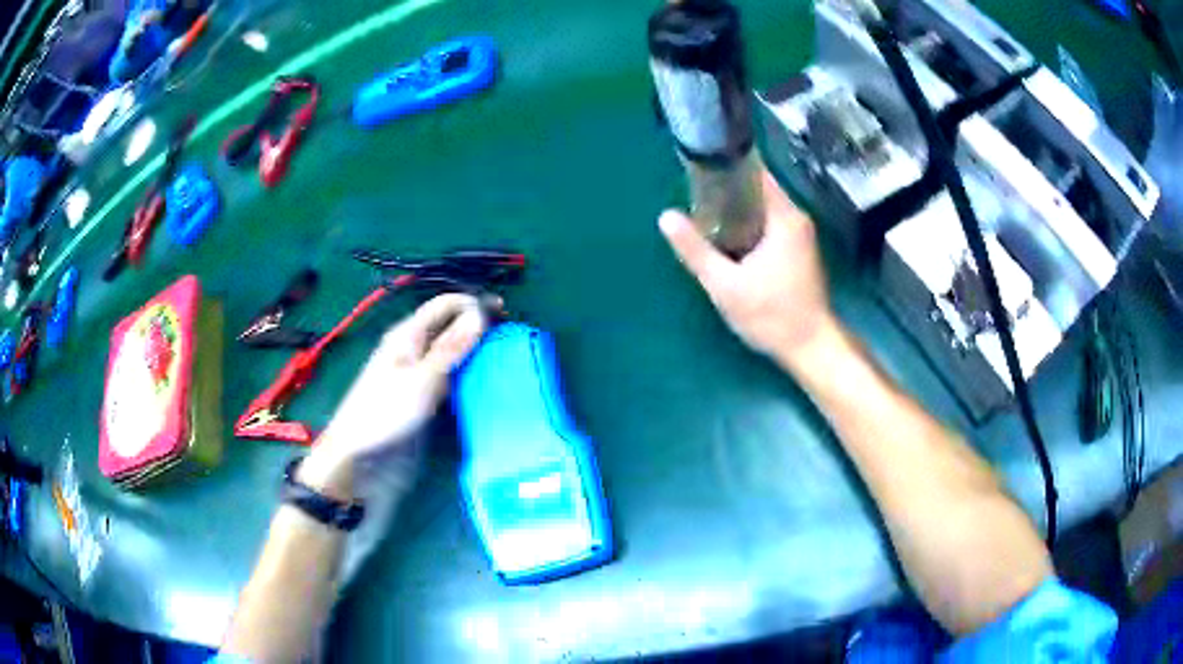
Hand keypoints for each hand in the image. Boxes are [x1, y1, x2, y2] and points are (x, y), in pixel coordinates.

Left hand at [300, 294, 489, 493]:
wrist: (363, 459)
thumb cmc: (386, 412)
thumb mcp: (421, 378)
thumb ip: (451, 347)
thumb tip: (479, 313)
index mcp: (408, 335)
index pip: (444, 305)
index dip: (472, 303)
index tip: (504, 313)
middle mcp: (415, 349)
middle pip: (451, 327)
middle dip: (478, 327)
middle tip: (510, 337)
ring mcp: (420, 374)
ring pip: (454, 353)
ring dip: (476, 352)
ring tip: (506, 358)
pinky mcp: (426, 398)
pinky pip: (452, 378)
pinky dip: (469, 375)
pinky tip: (488, 382)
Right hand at [659, 170, 833, 368]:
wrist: (809, 346)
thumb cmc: (771, 314)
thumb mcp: (725, 285)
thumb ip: (695, 249)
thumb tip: (665, 217)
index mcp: (784, 216)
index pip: (755, 171)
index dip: (727, 166)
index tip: (700, 169)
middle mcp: (796, 218)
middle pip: (758, 190)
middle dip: (727, 191)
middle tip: (695, 197)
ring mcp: (801, 235)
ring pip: (763, 209)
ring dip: (737, 210)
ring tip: (705, 216)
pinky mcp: (799, 251)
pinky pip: (770, 225)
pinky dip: (749, 226)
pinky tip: (728, 239)